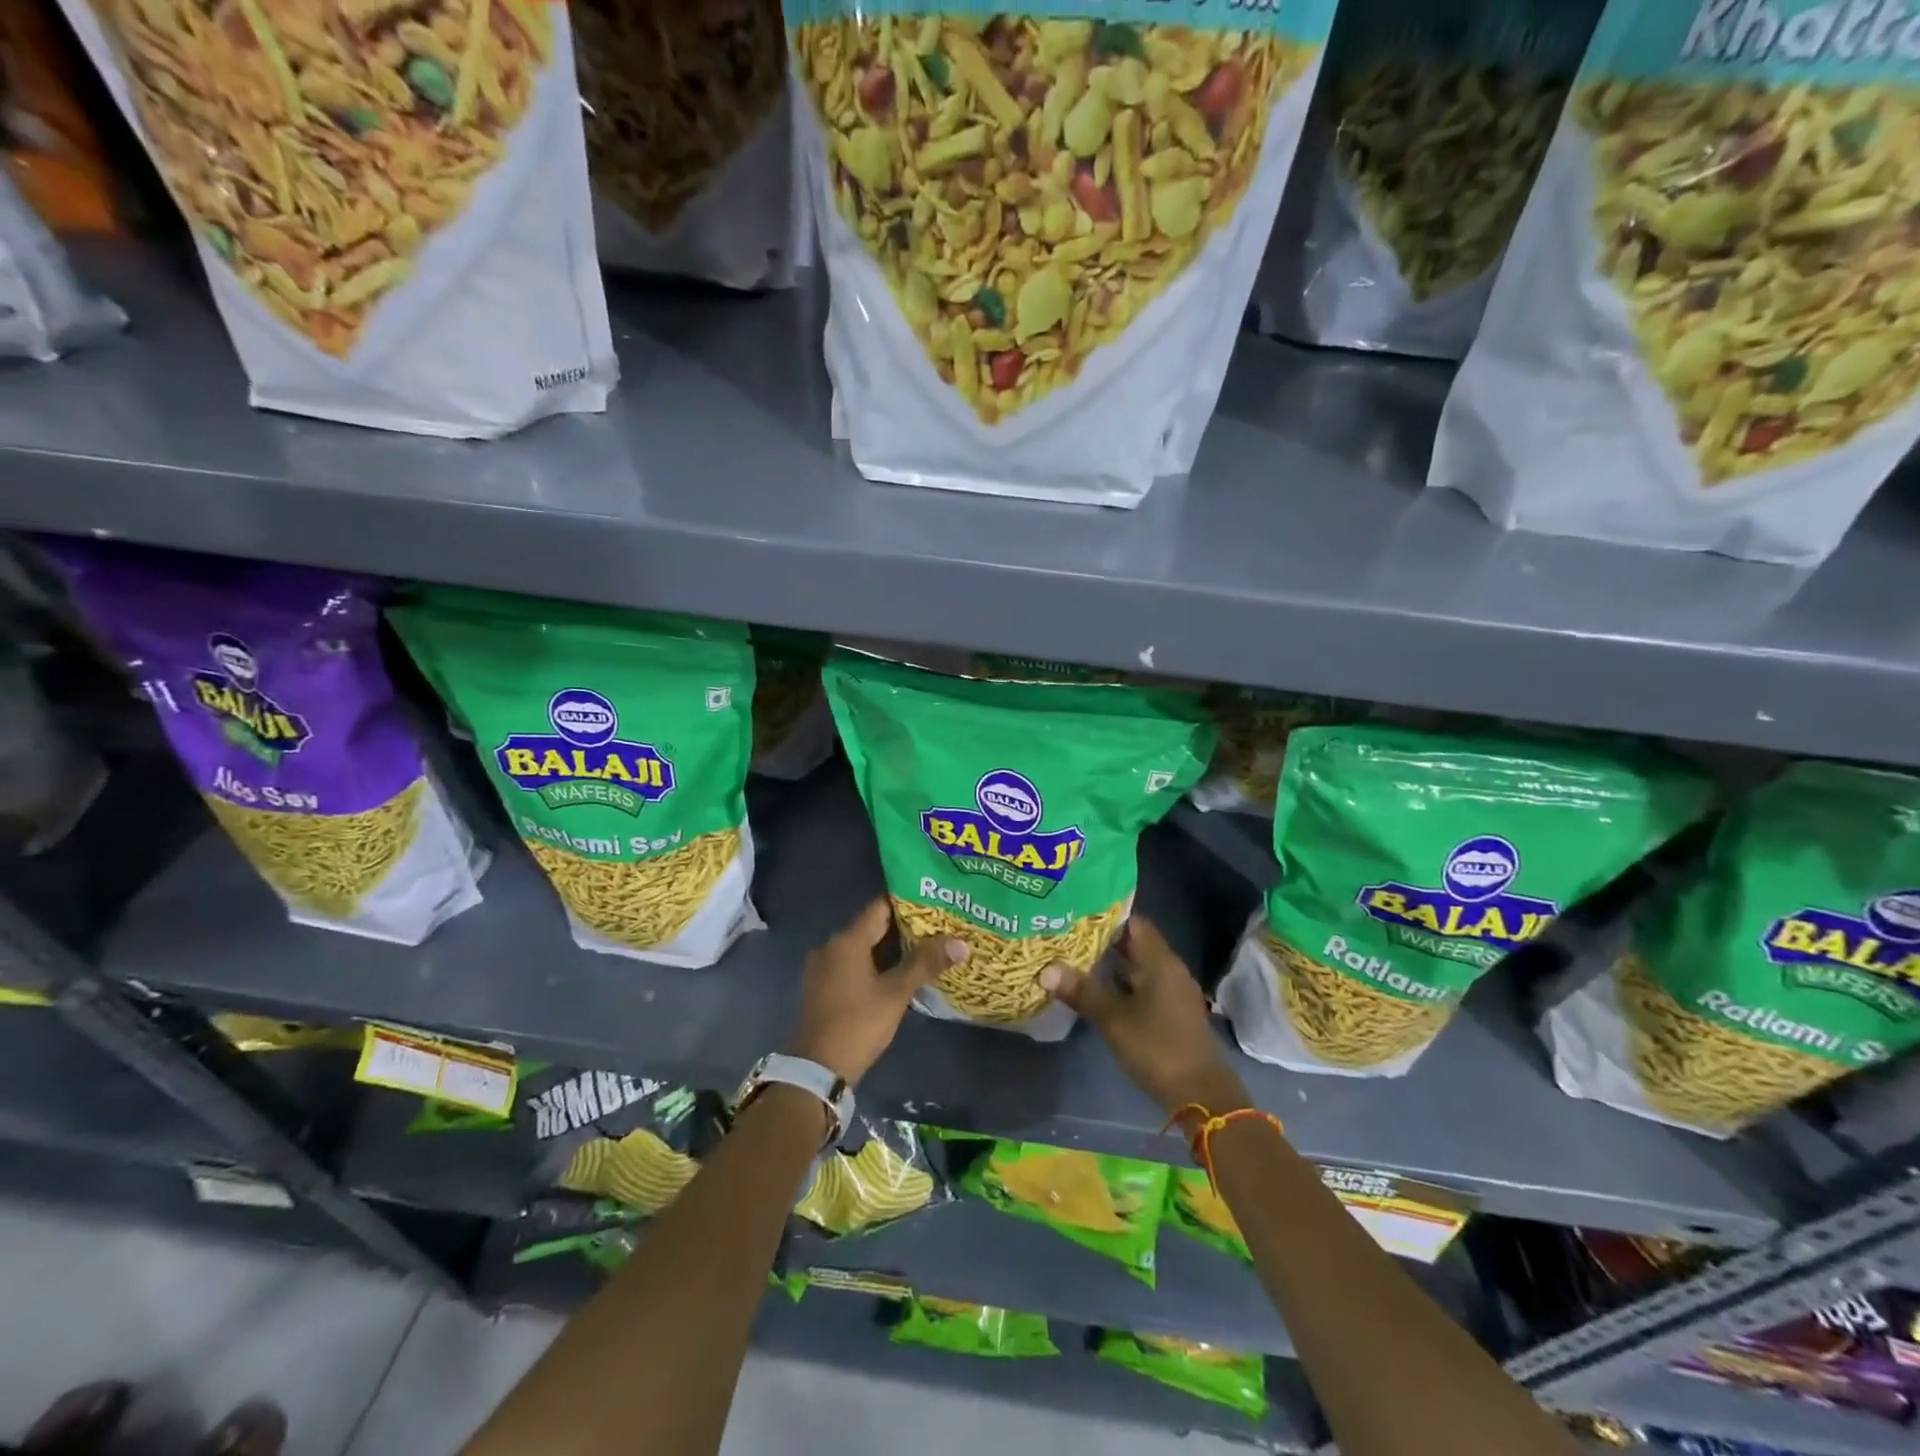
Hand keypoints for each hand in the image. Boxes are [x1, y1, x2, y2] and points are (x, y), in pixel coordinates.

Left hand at [787, 899, 967, 1085]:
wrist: (816, 1069)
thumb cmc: (858, 1024)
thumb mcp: (895, 993)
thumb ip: (925, 963)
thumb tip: (960, 941)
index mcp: (847, 940)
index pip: (879, 907)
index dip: (907, 902)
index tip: (934, 902)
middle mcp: (831, 947)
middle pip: (872, 928)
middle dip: (904, 928)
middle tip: (938, 927)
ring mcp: (824, 969)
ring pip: (863, 949)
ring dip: (890, 949)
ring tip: (925, 949)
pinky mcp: (823, 988)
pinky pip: (853, 966)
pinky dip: (875, 965)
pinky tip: (898, 974)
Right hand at [1039, 916, 1249, 1116]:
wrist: (1201, 1094)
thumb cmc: (1158, 1048)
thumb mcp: (1113, 1020)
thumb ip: (1082, 992)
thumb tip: (1046, 969)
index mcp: (1160, 961)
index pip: (1133, 922)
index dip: (1106, 915)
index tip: (1077, 912)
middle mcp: (1170, 969)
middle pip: (1135, 943)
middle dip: (1103, 939)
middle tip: (1067, 934)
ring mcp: (1173, 991)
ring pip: (1139, 965)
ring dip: (1112, 962)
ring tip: (1075, 956)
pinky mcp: (1172, 1011)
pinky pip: (1144, 984)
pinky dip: (1122, 982)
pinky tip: (1098, 988)